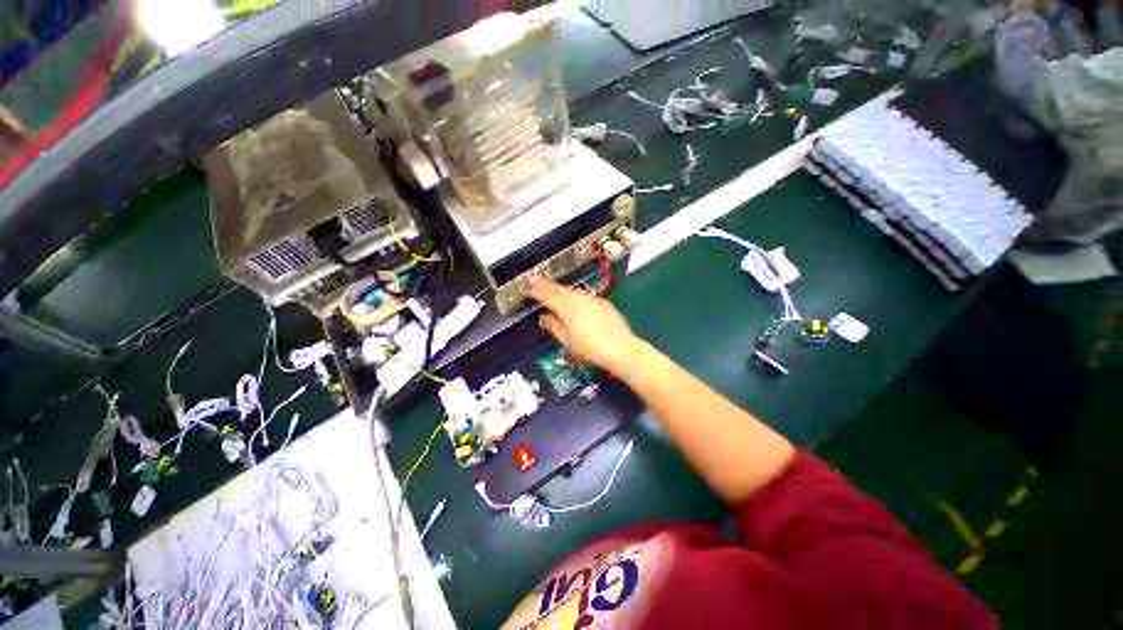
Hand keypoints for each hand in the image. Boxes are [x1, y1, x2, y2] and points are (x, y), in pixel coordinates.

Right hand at [525, 278, 641, 374]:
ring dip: (560, 291)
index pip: (547, 294)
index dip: (535, 289)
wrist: (622, 349)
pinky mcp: (602, 303)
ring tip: (552, 294)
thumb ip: (554, 326)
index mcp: (568, 307)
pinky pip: (582, 295)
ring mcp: (592, 299)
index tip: (527, 285)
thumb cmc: (592, 349)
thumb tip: (546, 317)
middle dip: (546, 286)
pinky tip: (572, 303)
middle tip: (535, 285)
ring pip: (571, 291)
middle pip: (559, 289)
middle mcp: (579, 298)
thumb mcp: (567, 341)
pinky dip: (574, 296)